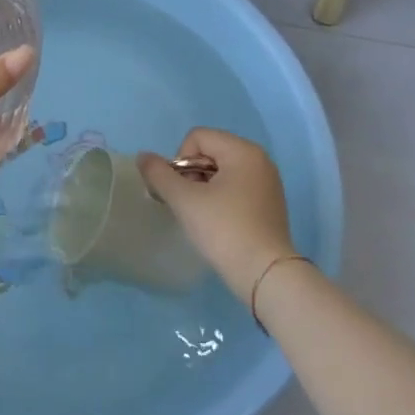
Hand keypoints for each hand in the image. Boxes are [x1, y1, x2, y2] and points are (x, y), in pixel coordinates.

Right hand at [138, 128, 295, 300]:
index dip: (180, 161)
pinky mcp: (271, 203)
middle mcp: (259, 159)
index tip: (183, 192)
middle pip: (211, 152)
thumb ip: (159, 175)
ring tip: (203, 216)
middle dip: (192, 174)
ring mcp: (268, 181)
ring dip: (205, 187)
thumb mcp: (185, 201)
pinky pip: (237, 186)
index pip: (197, 138)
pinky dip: (222, 197)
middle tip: (189, 205)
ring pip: (223, 171)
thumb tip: (143, 156)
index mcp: (242, 150)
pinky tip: (219, 223)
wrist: (266, 276)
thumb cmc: (225, 230)